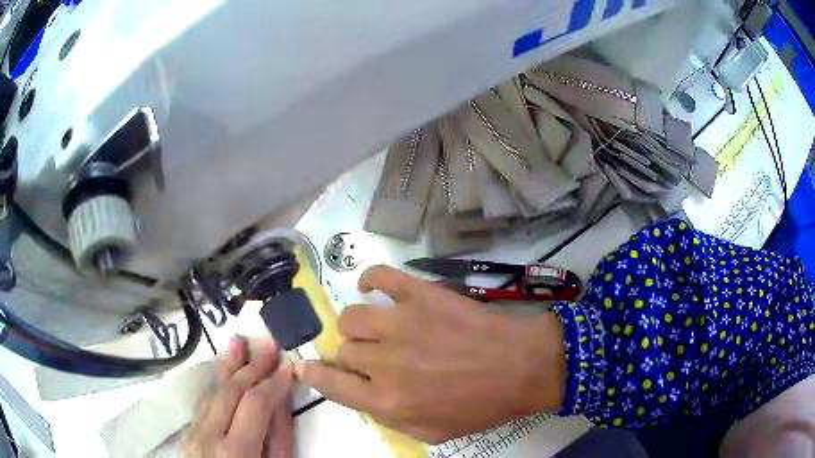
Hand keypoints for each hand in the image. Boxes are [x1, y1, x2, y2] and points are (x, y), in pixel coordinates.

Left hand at [183, 337, 293, 457]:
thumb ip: (278, 438)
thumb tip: (279, 400)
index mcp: (235, 451)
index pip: (254, 404)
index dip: (273, 383)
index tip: (287, 366)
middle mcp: (208, 436)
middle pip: (230, 392)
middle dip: (251, 366)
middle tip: (267, 343)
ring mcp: (193, 432)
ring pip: (212, 392)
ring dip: (227, 366)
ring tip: (238, 342)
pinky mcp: (188, 432)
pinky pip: (205, 403)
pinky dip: (217, 383)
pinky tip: (223, 370)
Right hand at [295, 265, 565, 443]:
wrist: (522, 367)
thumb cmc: (481, 405)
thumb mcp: (433, 432)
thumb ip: (390, 418)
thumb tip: (365, 397)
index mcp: (385, 399)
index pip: (330, 384)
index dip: (313, 375)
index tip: (305, 366)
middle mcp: (383, 361)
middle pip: (342, 351)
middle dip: (348, 357)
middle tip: (369, 357)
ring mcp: (400, 323)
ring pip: (351, 317)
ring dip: (357, 326)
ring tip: (375, 329)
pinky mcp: (420, 295)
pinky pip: (381, 276)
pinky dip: (370, 279)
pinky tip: (371, 286)